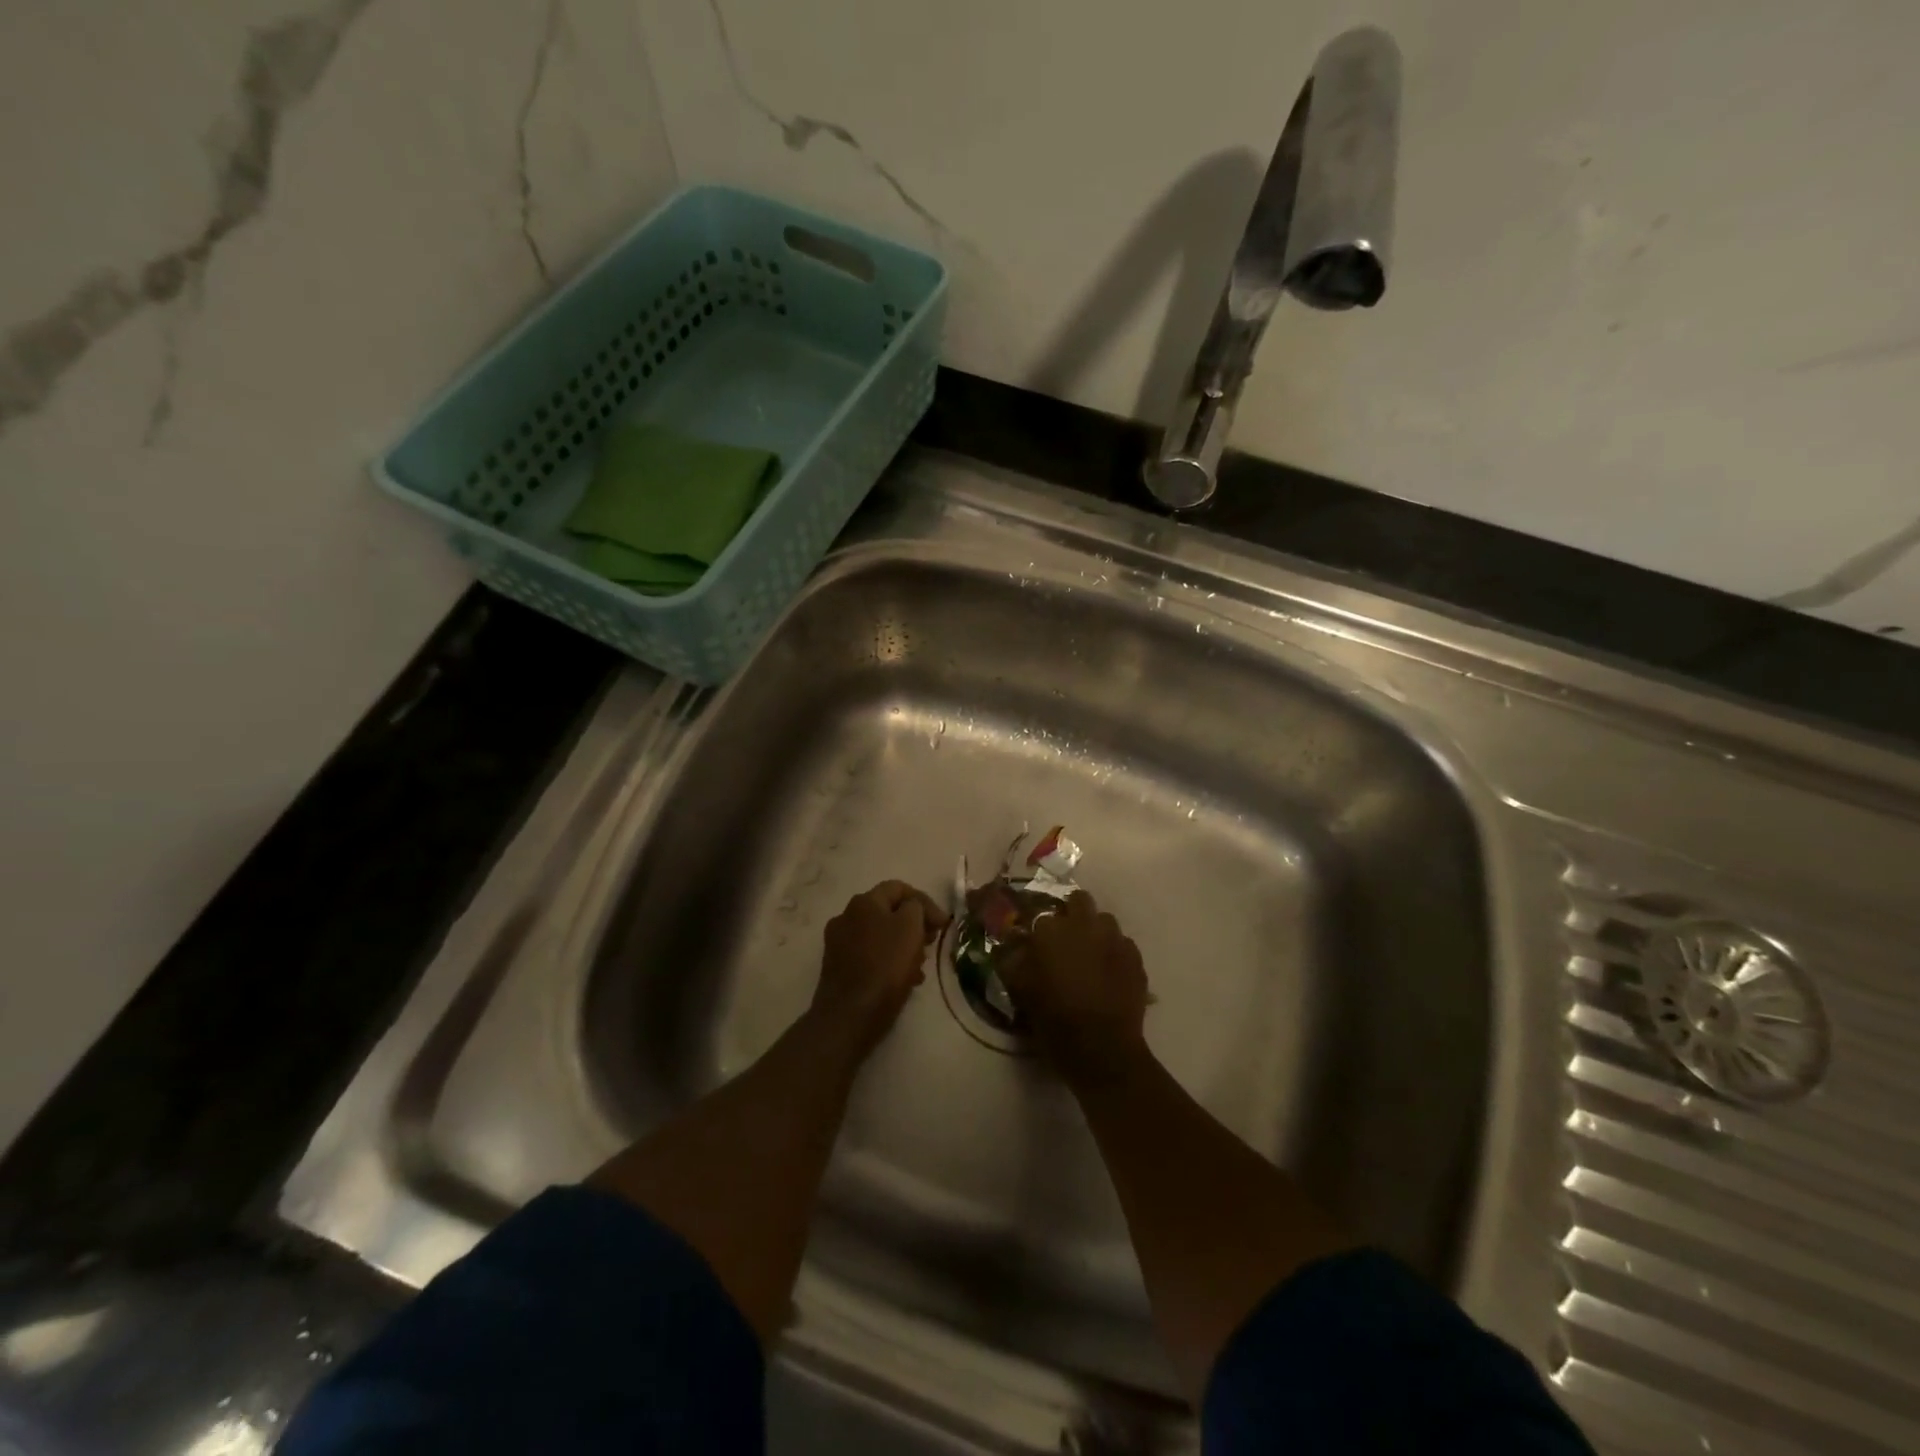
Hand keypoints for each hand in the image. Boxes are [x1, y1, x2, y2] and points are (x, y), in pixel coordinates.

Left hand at [811, 880, 947, 1058]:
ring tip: (919, 968)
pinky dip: (887, 962)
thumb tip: (913, 908)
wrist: (849, 1015)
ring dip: (902, 946)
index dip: (925, 902)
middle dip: (914, 926)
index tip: (942, 924)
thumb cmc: (885, 966)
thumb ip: (916, 907)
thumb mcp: (910, 927)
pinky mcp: (837, 967)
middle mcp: (846, 916)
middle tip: (931, 944)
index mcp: (863, 902)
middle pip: (888, 912)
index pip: (899, 888)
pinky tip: (902, 981)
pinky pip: (869, 956)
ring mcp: (838, 943)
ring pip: (880, 936)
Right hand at [999, 891, 1149, 1086]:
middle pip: (1079, 900)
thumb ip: (1012, 960)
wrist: (1102, 1050)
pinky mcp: (1135, 957)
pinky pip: (1122, 943)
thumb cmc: (1055, 1020)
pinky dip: (1114, 952)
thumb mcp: (1020, 990)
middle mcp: (1084, 925)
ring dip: (1095, 931)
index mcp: (1052, 931)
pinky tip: (1109, 973)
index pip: (1041, 913)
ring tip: (1089, 955)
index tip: (1036, 943)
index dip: (1039, 929)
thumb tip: (1012, 944)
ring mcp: (1114, 939)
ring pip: (1104, 920)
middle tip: (1065, 940)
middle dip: (1072, 913)